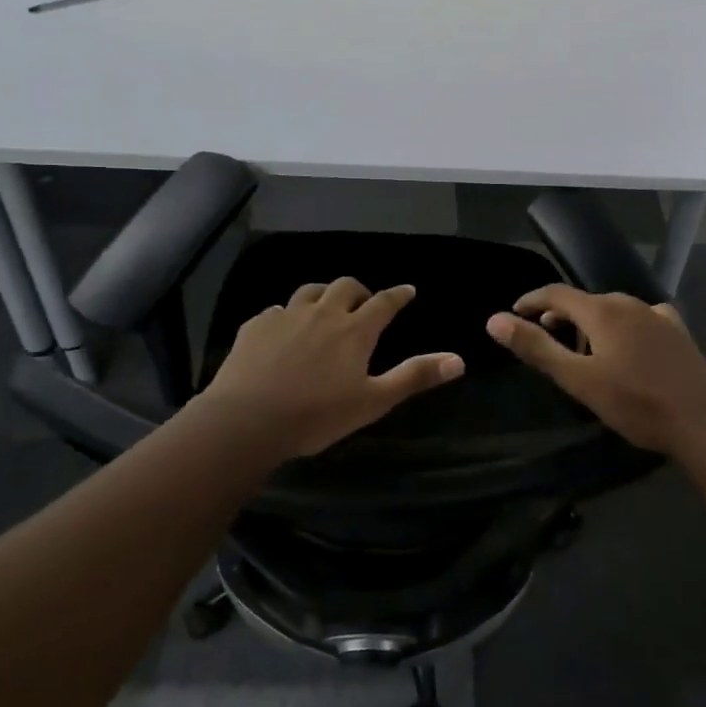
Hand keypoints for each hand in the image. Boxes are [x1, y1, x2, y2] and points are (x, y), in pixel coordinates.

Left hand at [195, 278, 464, 460]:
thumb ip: (414, 377)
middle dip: (360, 291)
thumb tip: (458, 360)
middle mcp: (322, 313)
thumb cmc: (317, 415)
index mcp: (354, 330)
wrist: (247, 420)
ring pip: (310, 291)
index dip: (398, 295)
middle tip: (364, 303)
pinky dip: (288, 315)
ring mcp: (286, 316)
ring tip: (325, 308)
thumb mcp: (373, 401)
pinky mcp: (256, 326)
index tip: (408, 290)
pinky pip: (277, 310)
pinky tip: (284, 330)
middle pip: (345, 287)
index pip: (384, 302)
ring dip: (324, 295)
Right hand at [486, 285, 705, 454]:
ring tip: (582, 351)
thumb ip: (536, 347)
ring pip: (612, 310)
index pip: (555, 293)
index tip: (513, 313)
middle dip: (560, 316)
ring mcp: (657, 315)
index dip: (531, 300)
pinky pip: (639, 319)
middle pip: (584, 301)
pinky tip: (627, 346)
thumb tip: (494, 320)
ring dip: (590, 324)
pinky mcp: (677, 331)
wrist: (702, 421)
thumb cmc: (635, 403)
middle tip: (545, 340)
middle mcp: (629, 302)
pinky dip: (621, 327)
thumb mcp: (578, 379)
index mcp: (602, 310)